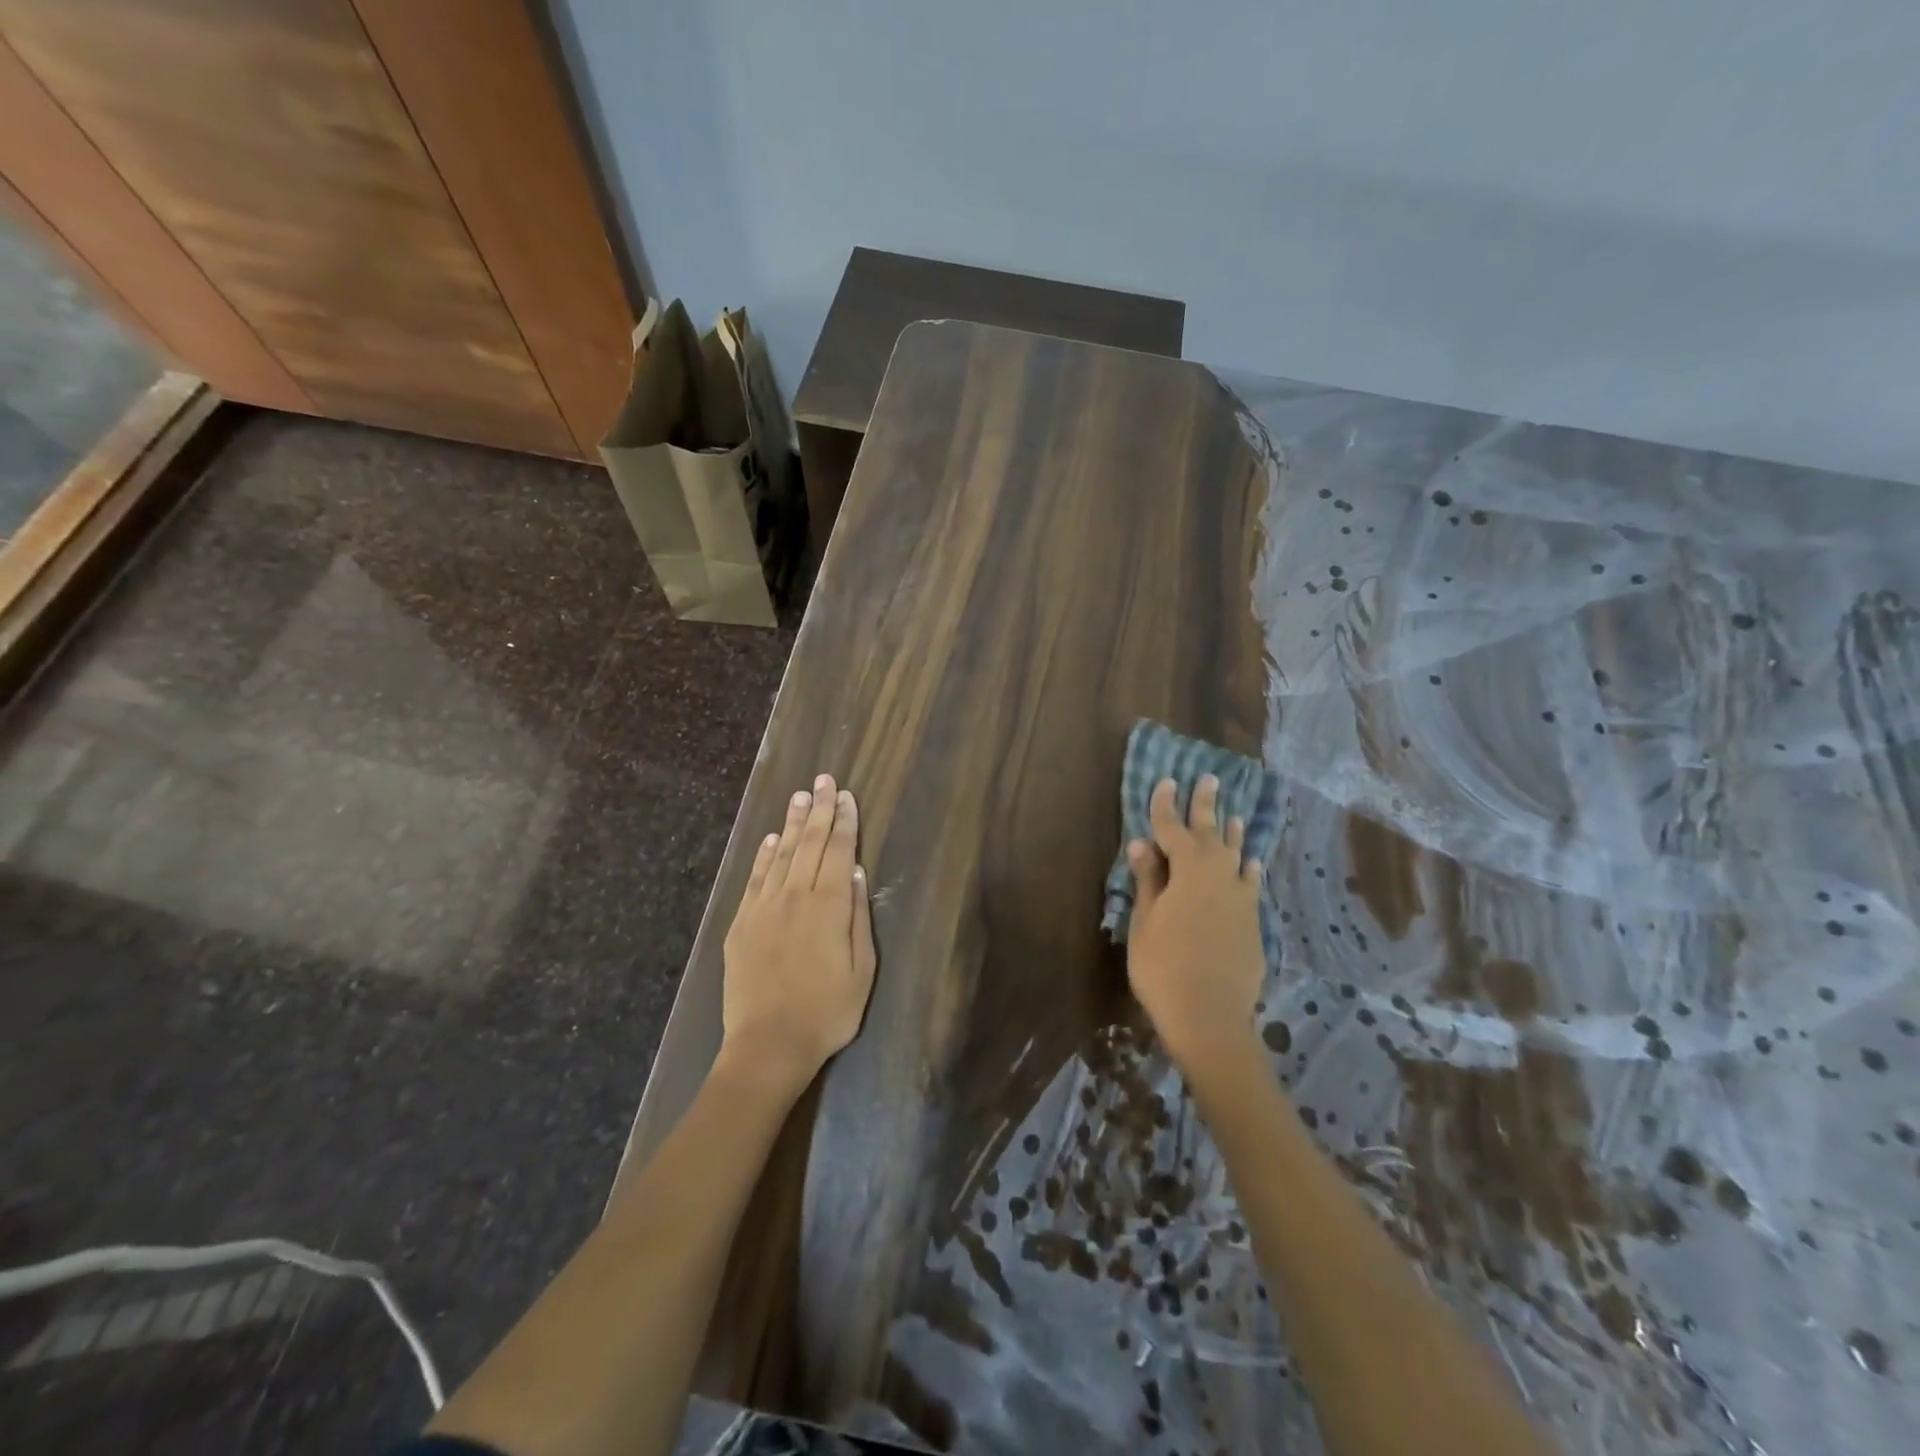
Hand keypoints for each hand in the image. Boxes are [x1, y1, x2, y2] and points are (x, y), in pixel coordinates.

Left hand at [721, 773, 876, 1096]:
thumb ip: (860, 918)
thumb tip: (858, 874)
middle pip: (810, 843)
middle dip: (819, 809)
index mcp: (828, 906)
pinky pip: (755, 879)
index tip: (847, 795)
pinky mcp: (741, 923)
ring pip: (781, 854)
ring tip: (800, 797)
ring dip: (792, 823)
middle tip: (824, 780)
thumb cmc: (827, 1012)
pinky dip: (764, 855)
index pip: (839, 851)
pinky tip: (771, 840)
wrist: (768, 1045)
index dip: (845, 821)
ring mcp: (763, 907)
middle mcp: (794, 896)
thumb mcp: (862, 970)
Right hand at [1125, 775, 1266, 1069]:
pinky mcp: (1252, 922)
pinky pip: (1250, 884)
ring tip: (1233, 815)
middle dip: (1205, 806)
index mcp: (1188, 872)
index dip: (1165, 805)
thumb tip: (1142, 844)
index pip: (1172, 829)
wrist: (1210, 1017)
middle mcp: (1219, 876)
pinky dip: (1248, 870)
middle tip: (1208, 779)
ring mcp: (1240, 899)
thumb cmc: (1163, 967)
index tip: (1165, 781)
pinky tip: (1251, 863)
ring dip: (1231, 834)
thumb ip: (1148, 881)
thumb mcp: (1144, 922)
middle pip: (1210, 833)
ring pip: (1236, 856)